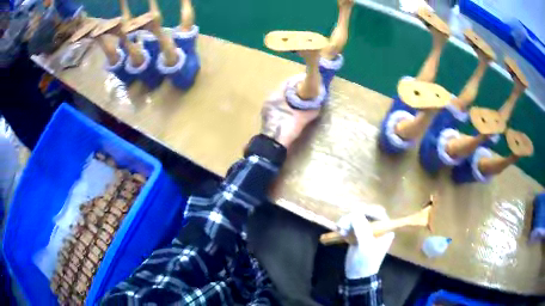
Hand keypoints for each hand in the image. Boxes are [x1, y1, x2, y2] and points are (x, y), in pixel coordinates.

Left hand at [261, 82, 319, 147]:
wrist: (272, 146)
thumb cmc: (285, 128)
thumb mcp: (301, 119)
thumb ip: (310, 110)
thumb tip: (319, 105)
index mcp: (275, 96)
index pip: (288, 82)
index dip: (299, 80)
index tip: (309, 81)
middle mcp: (270, 99)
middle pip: (285, 89)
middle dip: (297, 89)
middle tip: (309, 90)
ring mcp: (268, 107)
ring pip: (282, 97)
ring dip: (293, 97)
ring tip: (305, 99)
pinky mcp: (269, 115)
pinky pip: (280, 105)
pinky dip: (289, 104)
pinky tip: (296, 109)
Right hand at [338, 206, 394, 278]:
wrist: (357, 276)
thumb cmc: (365, 261)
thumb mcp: (365, 245)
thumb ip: (362, 228)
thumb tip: (355, 211)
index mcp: (385, 229)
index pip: (379, 212)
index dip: (367, 210)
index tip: (354, 212)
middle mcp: (378, 228)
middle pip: (366, 214)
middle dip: (354, 217)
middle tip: (343, 224)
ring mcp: (367, 231)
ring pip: (356, 218)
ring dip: (347, 221)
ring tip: (340, 230)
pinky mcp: (357, 235)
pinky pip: (350, 225)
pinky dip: (344, 226)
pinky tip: (339, 232)